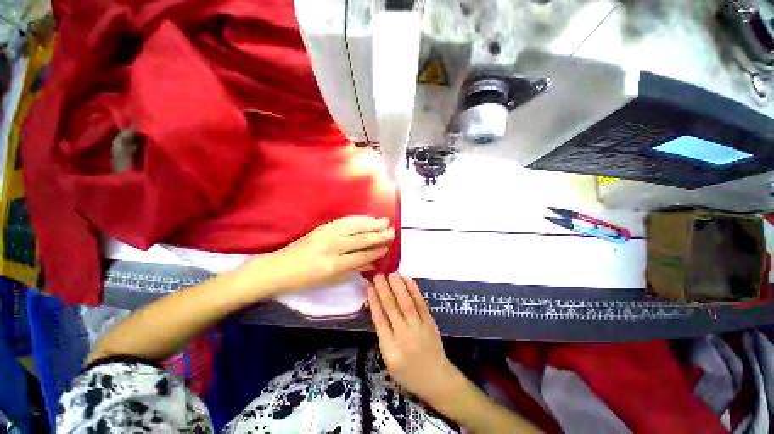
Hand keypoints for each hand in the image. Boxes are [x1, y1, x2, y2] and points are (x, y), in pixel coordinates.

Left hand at [260, 216, 394, 292]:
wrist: (279, 268)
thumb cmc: (306, 280)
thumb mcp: (331, 281)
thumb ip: (354, 270)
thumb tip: (374, 262)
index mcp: (333, 266)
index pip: (361, 256)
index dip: (376, 251)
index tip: (388, 247)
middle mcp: (331, 248)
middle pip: (360, 239)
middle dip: (378, 236)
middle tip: (392, 232)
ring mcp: (326, 234)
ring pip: (354, 227)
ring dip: (371, 224)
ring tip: (384, 221)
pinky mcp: (322, 227)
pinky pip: (344, 221)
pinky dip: (357, 219)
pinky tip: (367, 217)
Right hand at [368, 273, 458, 401]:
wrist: (436, 379)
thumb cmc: (408, 372)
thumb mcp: (389, 360)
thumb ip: (383, 336)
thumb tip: (378, 309)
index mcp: (390, 349)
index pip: (379, 319)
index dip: (374, 300)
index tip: (369, 286)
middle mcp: (404, 336)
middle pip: (391, 308)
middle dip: (384, 289)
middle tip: (378, 275)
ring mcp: (419, 328)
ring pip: (406, 303)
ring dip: (398, 287)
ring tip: (391, 274)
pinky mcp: (430, 322)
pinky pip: (421, 304)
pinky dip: (414, 290)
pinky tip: (408, 280)